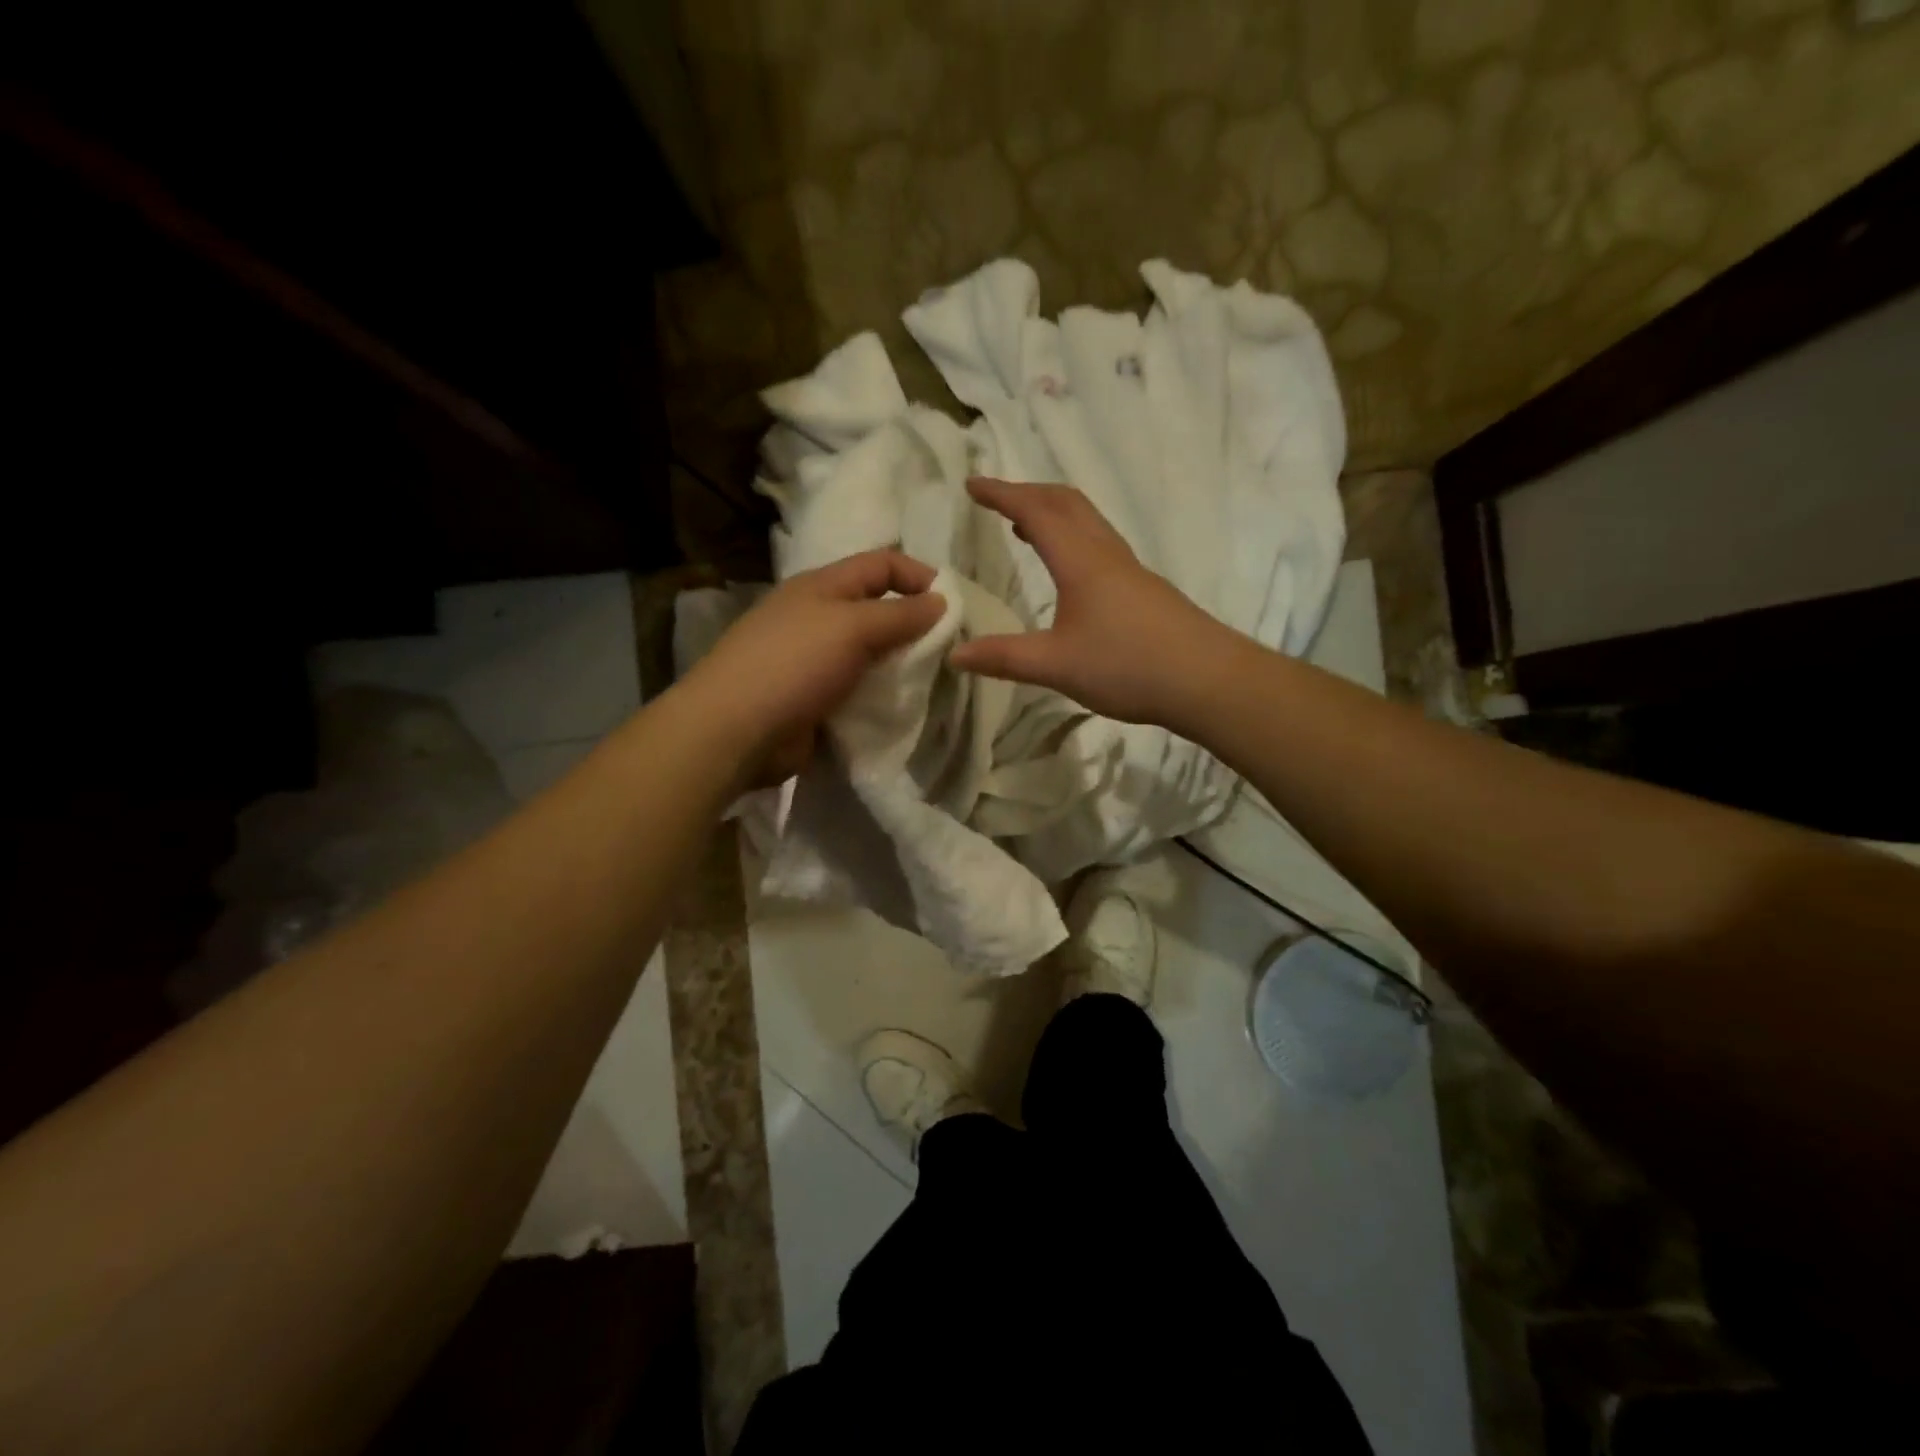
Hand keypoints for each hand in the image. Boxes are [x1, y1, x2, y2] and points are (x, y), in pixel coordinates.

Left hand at [684, 549, 945, 786]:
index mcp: (822, 586)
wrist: (737, 730)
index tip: (953, 603)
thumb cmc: (794, 664)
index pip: (880, 564)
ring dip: (899, 663)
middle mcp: (817, 617)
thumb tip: (941, 601)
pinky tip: (902, 706)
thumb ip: (900, 614)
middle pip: (876, 609)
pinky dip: (880, 694)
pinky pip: (858, 688)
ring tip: (932, 679)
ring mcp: (813, 660)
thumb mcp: (852, 627)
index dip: (918, 575)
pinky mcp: (814, 698)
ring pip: (869, 653)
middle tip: (949, 647)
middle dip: (913, 624)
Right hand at [949, 477, 1231, 725]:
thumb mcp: (1056, 665)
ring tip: (1025, 526)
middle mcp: (1106, 554)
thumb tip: (954, 654)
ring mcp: (1130, 569)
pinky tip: (1071, 569)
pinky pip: (1101, 543)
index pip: (1035, 512)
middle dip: (1028, 493)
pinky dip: (1073, 536)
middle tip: (997, 498)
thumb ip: (1004, 658)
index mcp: (1080, 561)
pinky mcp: (1145, 589)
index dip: (1002, 494)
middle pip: (1066, 503)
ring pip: (1088, 521)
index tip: (972, 483)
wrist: (1208, 680)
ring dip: (1053, 512)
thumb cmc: (1128, 666)